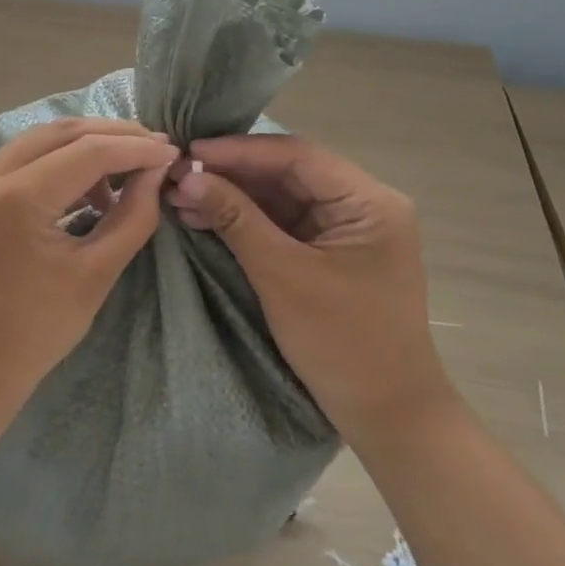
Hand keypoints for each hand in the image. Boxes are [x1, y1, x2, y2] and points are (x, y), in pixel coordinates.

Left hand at [0, 118, 177, 414]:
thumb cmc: (38, 330)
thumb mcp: (97, 273)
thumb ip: (133, 215)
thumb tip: (156, 170)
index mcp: (17, 198)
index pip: (89, 151)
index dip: (136, 148)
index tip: (173, 151)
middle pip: (62, 133)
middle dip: (113, 135)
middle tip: (154, 147)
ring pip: (40, 139)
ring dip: (86, 145)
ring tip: (126, 169)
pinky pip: (22, 159)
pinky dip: (58, 161)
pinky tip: (89, 185)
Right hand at [167, 135, 453, 437]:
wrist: (387, 415)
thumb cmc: (341, 343)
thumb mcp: (282, 275)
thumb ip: (235, 219)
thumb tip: (188, 177)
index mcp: (368, 202)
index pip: (297, 156)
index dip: (239, 151)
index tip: (190, 152)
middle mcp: (362, 205)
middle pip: (288, 173)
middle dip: (232, 174)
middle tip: (178, 176)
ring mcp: (347, 230)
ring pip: (282, 198)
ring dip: (234, 197)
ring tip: (181, 198)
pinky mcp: (331, 253)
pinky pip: (284, 224)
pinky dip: (246, 221)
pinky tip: (205, 218)